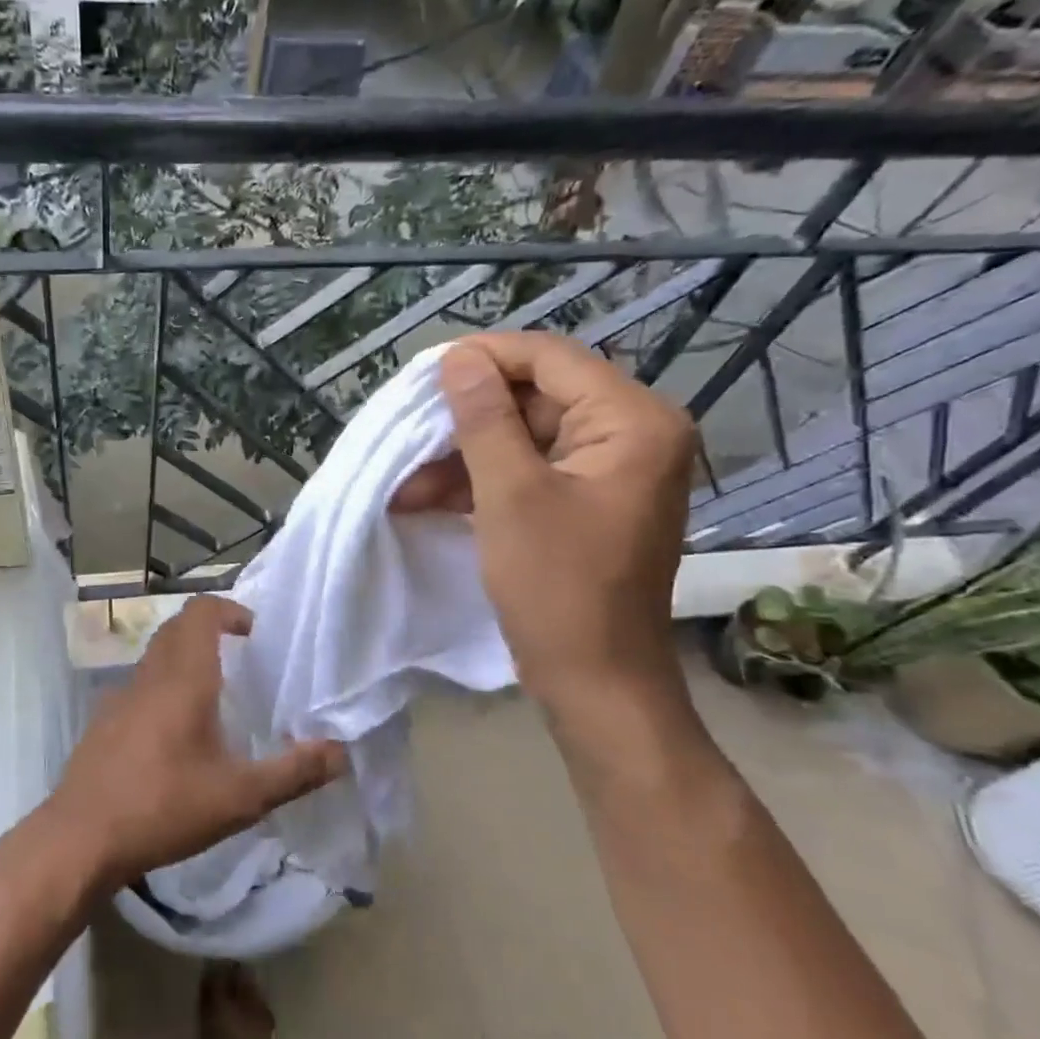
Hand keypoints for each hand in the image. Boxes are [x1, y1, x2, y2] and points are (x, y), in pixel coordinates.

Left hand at [49, 596, 347, 890]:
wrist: (80, 837)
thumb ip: (293, 773)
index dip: (228, 610)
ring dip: (185, 660)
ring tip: (215, 699)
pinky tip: (175, 737)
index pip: (200, 612)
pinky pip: (139, 687)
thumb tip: (340, 751)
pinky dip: (163, 689)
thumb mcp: (240, 797)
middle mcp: (149, 676)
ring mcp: (119, 697)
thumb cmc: (164, 807)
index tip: (254, 634)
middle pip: (177, 629)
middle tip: (242, 660)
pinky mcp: (103, 722)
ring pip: (156, 657)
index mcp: (183, 678)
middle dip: (210, 631)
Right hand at [391, 334, 695, 714]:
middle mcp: (632, 434)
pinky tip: (427, 498)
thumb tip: (458, 358)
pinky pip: (529, 470)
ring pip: (524, 436)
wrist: (594, 681)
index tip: (424, 373)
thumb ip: (483, 418)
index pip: (551, 359)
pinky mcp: (586, 500)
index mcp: (633, 421)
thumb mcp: (509, 494)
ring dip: (464, 456)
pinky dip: (481, 481)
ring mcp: (610, 469)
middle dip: (466, 419)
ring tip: (406, 482)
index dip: (485, 358)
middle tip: (410, 433)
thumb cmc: (556, 586)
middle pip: (536, 397)